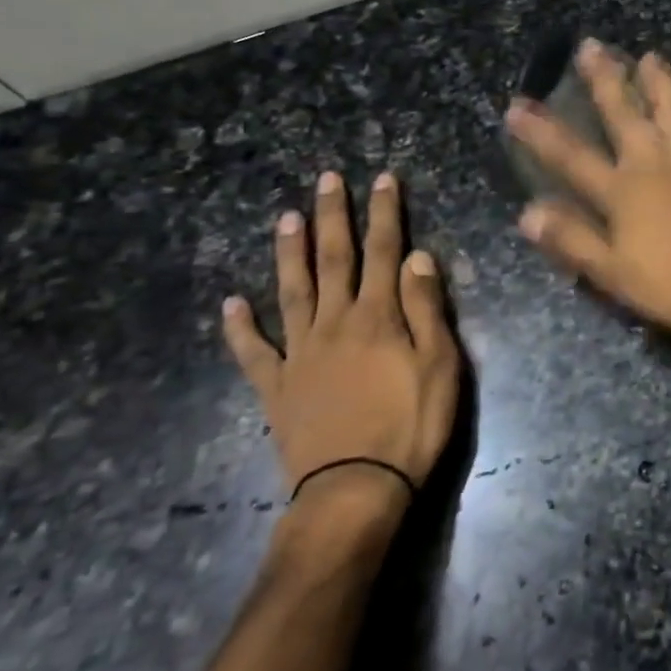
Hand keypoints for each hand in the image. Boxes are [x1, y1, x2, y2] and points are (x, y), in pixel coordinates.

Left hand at [223, 172, 459, 520]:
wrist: (355, 491)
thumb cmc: (411, 427)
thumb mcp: (440, 366)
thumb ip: (426, 309)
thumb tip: (417, 257)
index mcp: (378, 316)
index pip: (384, 251)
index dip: (384, 212)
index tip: (382, 178)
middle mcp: (335, 323)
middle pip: (334, 259)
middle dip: (333, 216)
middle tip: (327, 179)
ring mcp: (300, 354)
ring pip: (292, 291)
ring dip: (290, 253)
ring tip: (286, 218)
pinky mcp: (277, 387)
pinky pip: (254, 352)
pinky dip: (239, 328)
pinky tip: (230, 304)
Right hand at [505, 41, 670, 342]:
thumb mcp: (613, 273)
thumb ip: (572, 240)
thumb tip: (527, 213)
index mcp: (623, 192)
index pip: (572, 157)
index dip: (542, 132)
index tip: (517, 105)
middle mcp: (654, 166)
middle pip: (625, 115)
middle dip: (605, 79)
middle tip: (591, 45)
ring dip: (658, 81)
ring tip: (649, 55)